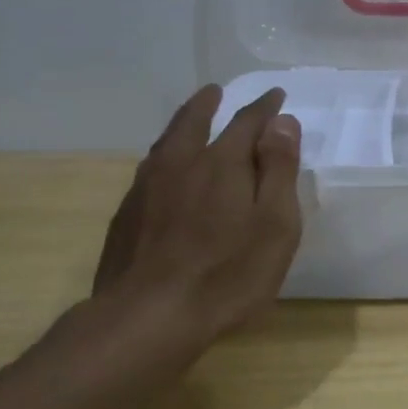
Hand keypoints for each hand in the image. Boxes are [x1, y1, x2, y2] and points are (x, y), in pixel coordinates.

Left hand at [91, 84, 302, 346]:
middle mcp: (180, 165)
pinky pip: (149, 171)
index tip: (276, 95)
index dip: (264, 108)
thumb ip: (279, 169)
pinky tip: (163, 171)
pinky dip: (164, 157)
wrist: (148, 317)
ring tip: (189, 119)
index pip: (246, 122)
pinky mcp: (126, 217)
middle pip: (193, 122)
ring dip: (182, 125)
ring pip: (166, 144)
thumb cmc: (228, 274)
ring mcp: (147, 190)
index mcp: (221, 163)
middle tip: (216, 91)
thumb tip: (281, 121)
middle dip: (208, 104)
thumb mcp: (275, 224)